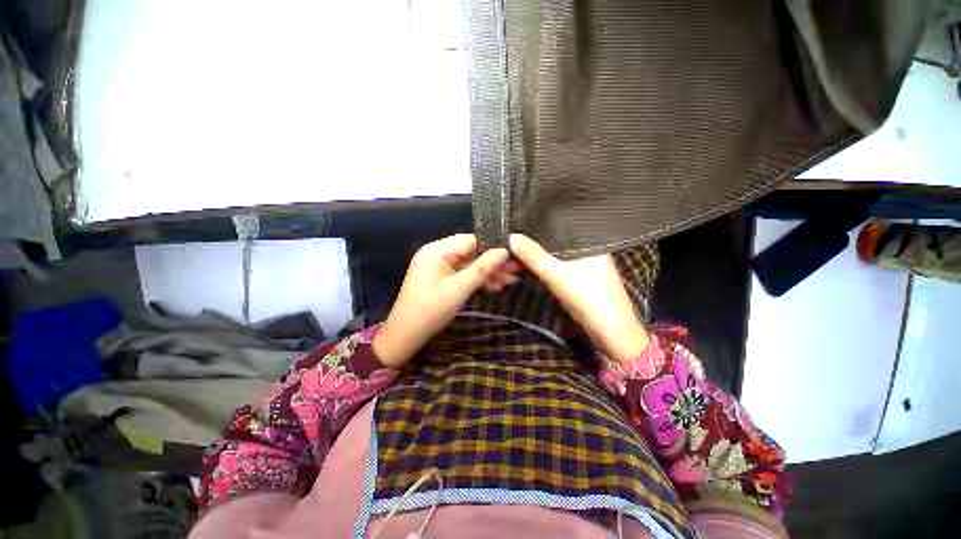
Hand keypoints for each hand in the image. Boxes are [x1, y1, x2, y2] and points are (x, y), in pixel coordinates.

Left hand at [373, 234, 511, 367]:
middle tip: (516, 270)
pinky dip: (478, 280)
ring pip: (470, 265)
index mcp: (437, 251)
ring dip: (488, 272)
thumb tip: (504, 251)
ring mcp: (440, 267)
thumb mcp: (459, 289)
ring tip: (511, 280)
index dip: (493, 246)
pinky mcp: (442, 279)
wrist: (406, 336)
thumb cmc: (430, 310)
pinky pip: (464, 274)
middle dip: (493, 262)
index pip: (470, 241)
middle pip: (471, 253)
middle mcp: (438, 254)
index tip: (514, 254)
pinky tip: (495, 286)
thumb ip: (482, 268)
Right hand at [509, 234, 648, 362]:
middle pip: (559, 241)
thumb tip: (510, 237)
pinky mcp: (586, 279)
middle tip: (515, 241)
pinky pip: (564, 266)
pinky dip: (550, 266)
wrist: (610, 331)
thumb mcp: (554, 274)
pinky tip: (537, 265)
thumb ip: (532, 256)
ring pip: (561, 255)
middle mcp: (592, 250)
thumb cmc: (586, 297)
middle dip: (538, 243)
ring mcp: (590, 265)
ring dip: (543, 256)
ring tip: (521, 251)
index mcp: (591, 241)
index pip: (561, 226)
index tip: (519, 225)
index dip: (540, 226)